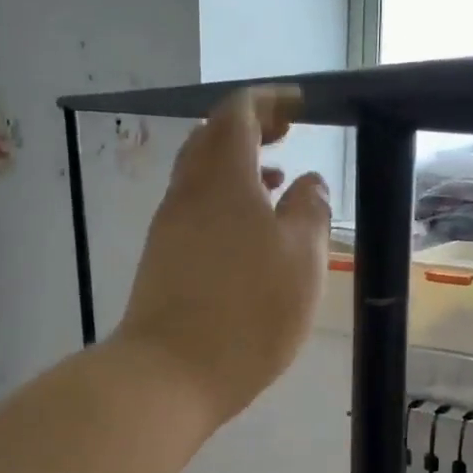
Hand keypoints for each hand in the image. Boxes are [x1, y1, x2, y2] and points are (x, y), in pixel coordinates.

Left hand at [115, 86, 329, 426]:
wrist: (170, 372)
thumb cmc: (247, 311)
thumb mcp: (301, 258)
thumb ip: (311, 210)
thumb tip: (308, 183)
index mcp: (222, 177)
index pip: (238, 112)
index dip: (270, 101)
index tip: (300, 106)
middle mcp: (187, 192)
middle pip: (212, 138)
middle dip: (250, 129)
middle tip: (286, 134)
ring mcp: (168, 227)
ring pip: (202, 176)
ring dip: (238, 169)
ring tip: (277, 184)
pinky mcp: (162, 260)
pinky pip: (195, 210)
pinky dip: (224, 202)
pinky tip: (249, 234)